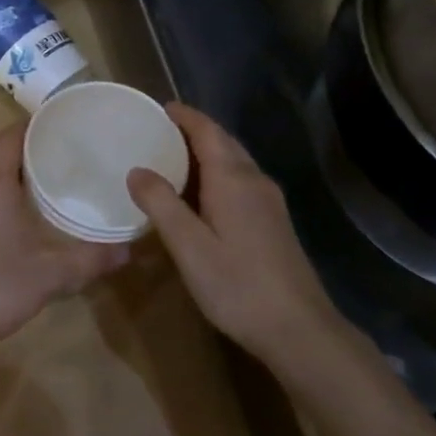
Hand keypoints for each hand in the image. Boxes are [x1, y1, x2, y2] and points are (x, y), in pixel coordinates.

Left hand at [0, 122, 128, 358]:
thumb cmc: (0, 289)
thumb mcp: (54, 274)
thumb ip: (93, 259)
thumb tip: (129, 250)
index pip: (9, 137)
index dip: (31, 127)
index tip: (57, 127)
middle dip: (11, 140)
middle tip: (43, 151)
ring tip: (24, 176)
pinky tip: (0, 208)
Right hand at [127, 103, 336, 362]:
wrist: (299, 328)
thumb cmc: (238, 285)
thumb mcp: (189, 247)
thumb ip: (161, 204)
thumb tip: (136, 170)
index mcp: (233, 179)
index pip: (208, 131)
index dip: (185, 116)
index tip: (160, 107)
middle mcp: (254, 181)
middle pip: (224, 142)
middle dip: (194, 131)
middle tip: (159, 131)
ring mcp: (269, 202)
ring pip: (234, 162)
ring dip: (206, 152)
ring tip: (173, 158)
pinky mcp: (274, 222)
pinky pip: (241, 181)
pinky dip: (217, 174)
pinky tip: (201, 196)